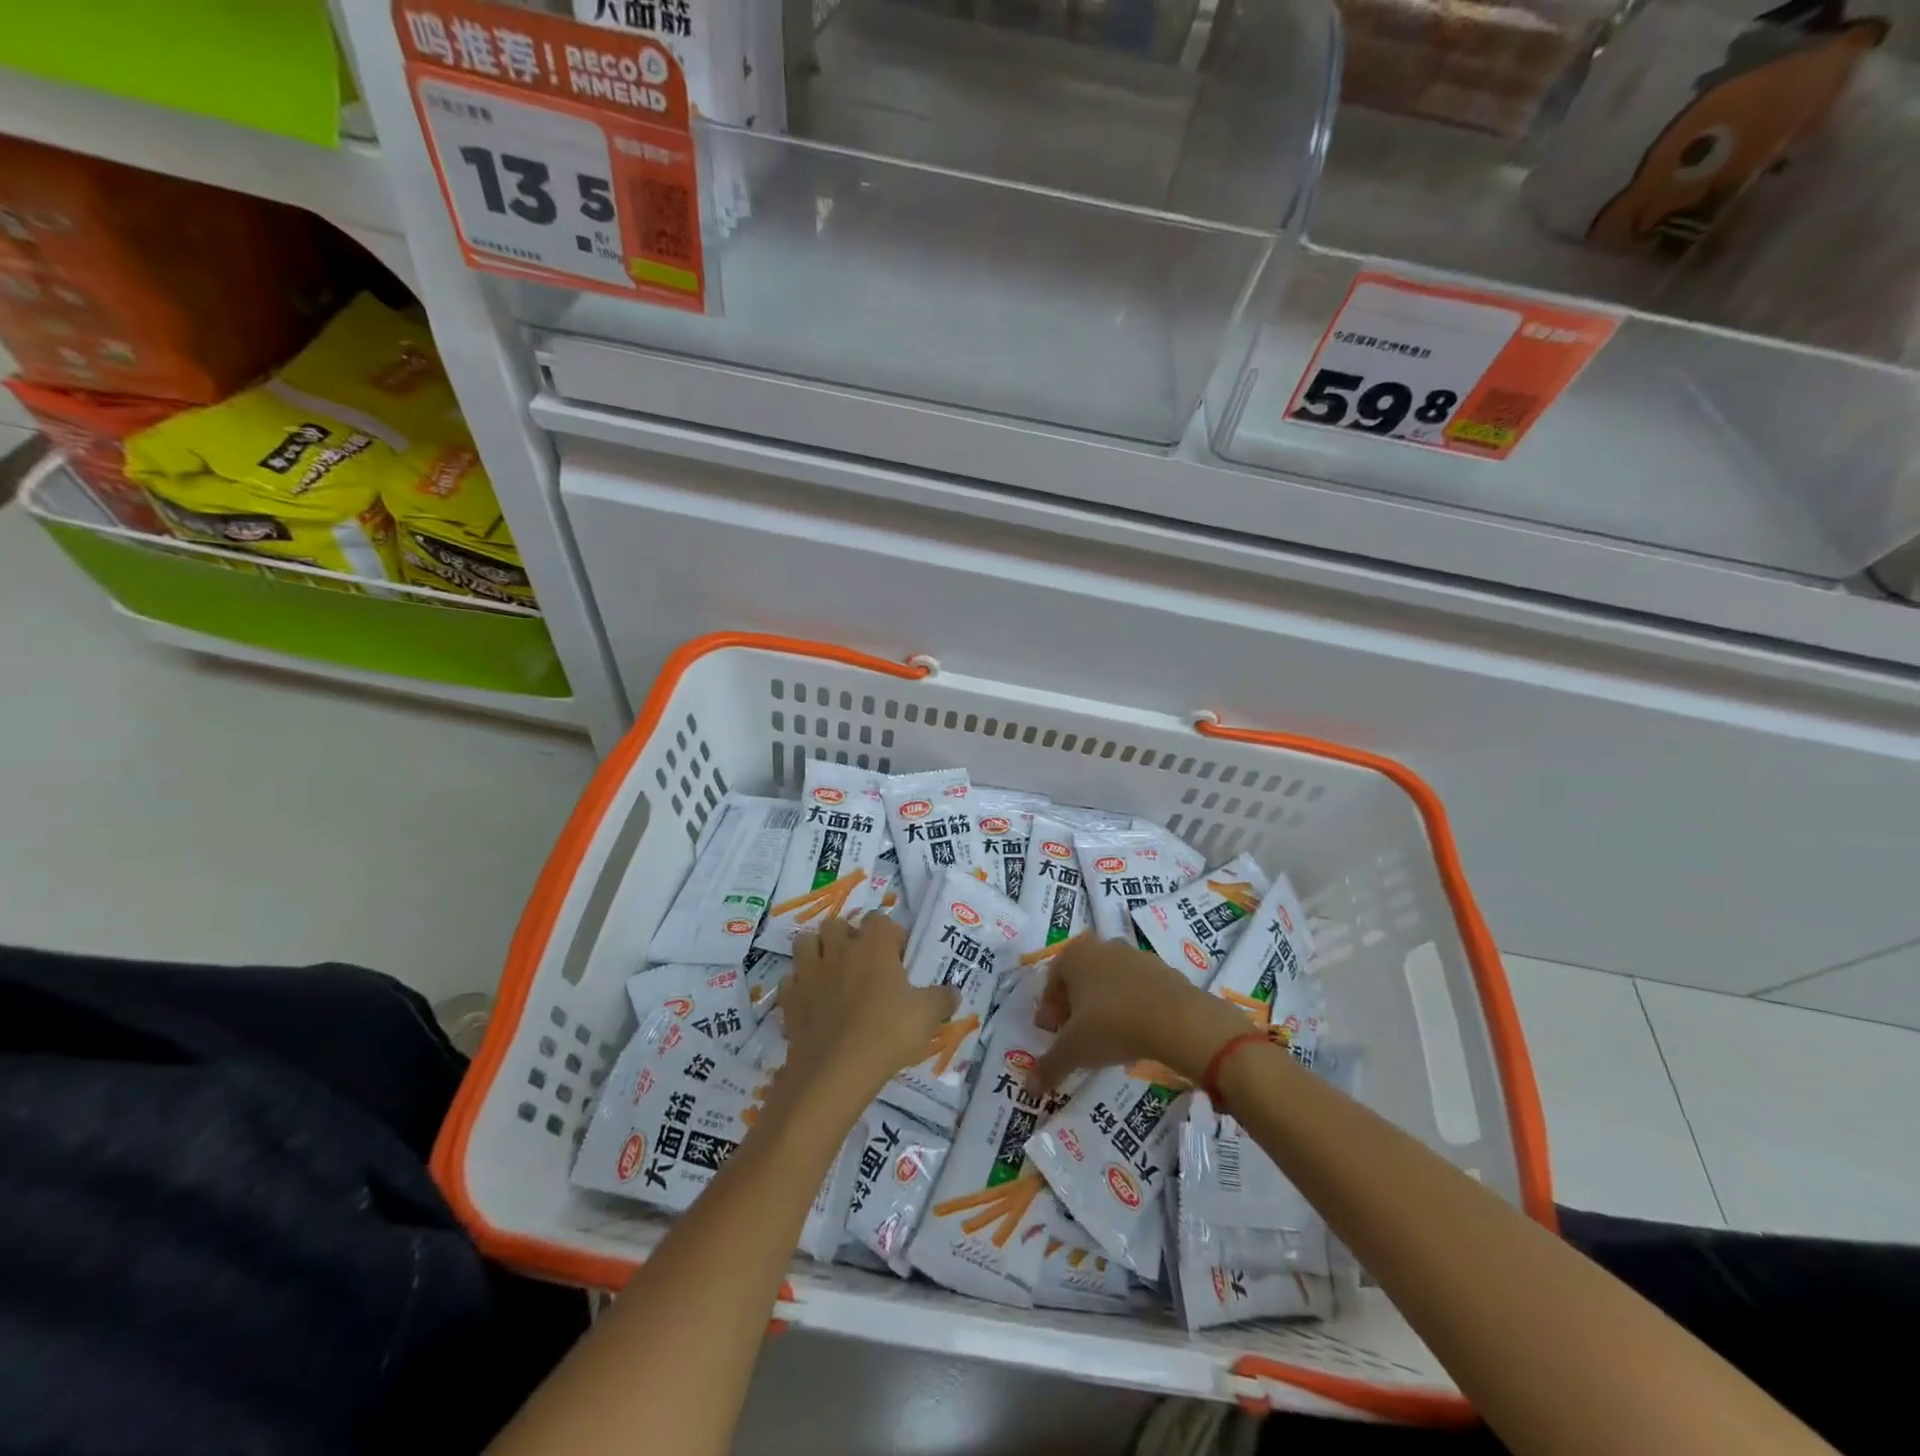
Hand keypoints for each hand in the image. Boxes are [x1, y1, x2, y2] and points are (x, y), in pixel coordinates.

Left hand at [783, 916, 958, 1107]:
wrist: (836, 1070)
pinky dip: (799, 985)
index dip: (890, 935)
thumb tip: (953, 992)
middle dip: (847, 937)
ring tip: (832, 974)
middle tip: (863, 963)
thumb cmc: (888, 1033)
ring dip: (817, 951)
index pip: (880, 920)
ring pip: (805, 943)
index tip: (899, 958)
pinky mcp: (790, 998)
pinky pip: (791, 980)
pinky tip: (812, 1002)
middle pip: (837, 925)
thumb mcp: (927, 1016)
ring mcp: (810, 972)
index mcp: (874, 945)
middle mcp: (839, 949)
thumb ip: (942, 999)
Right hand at [1033, 937, 1248, 1090]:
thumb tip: (1029, 1088)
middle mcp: (1101, 947)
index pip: (1051, 983)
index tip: (1053, 1036)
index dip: (1049, 1012)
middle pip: (1079, 980)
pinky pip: (1136, 989)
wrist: (1177, 1019)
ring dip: (1103, 1005)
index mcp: (1073, 956)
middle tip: (1077, 1037)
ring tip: (1108, 1037)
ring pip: (1108, 982)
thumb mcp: (1074, 1050)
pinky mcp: (1162, 969)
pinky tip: (1136, 1031)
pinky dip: (1131, 1006)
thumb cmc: (1112, 1025)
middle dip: (1075, 1007)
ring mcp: (1134, 955)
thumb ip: (1049, 1066)